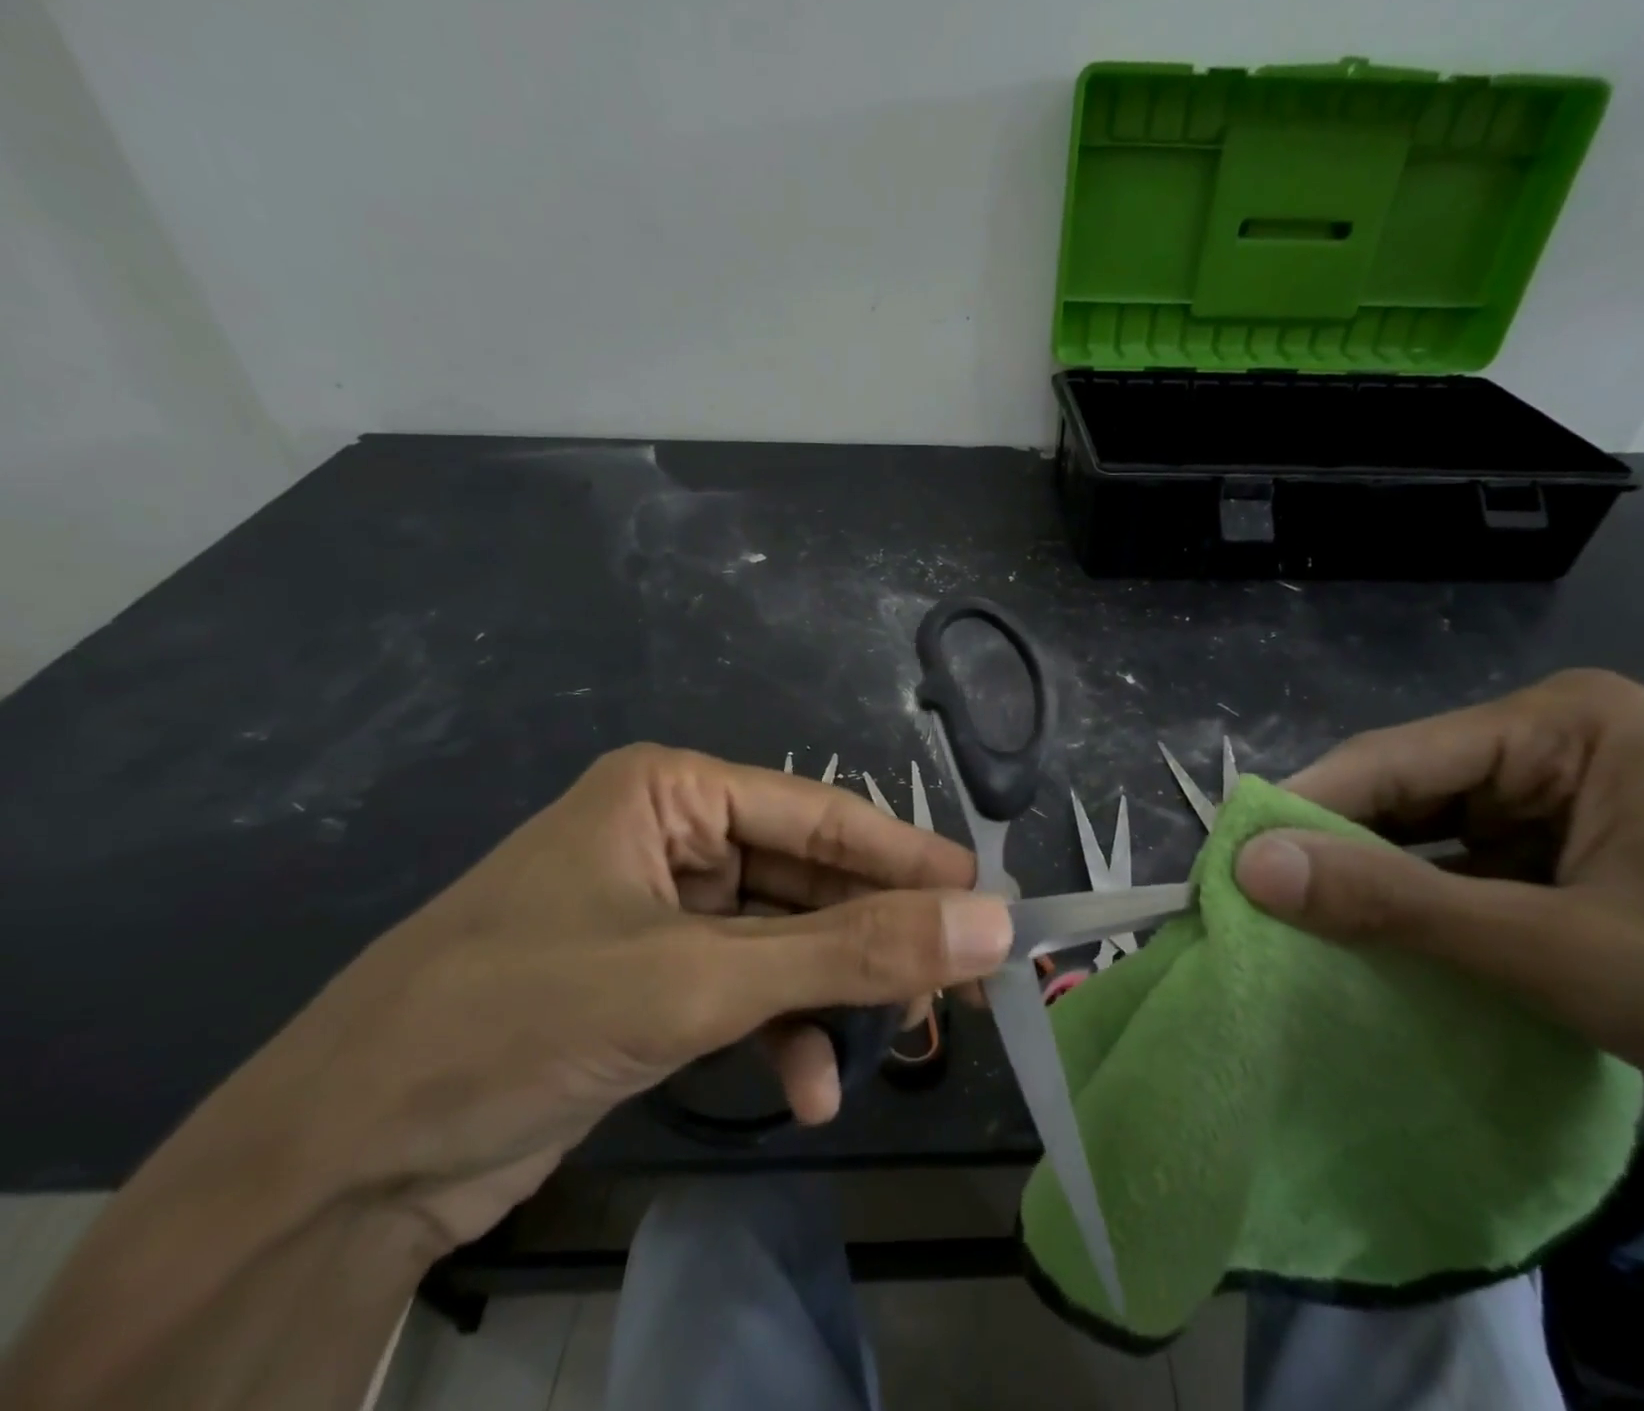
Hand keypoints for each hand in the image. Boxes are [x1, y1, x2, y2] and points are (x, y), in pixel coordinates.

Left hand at [197, 745, 1010, 1251]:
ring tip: (903, 1042)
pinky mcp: (652, 981)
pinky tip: (809, 1088)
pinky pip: (749, 990)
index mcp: (673, 793)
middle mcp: (673, 838)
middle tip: (964, 985)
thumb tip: (990, 925)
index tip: (989, 899)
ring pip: (787, 940)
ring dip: (837, 994)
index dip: (909, 859)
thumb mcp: (700, 983)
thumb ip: (852, 953)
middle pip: (810, 880)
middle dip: (878, 938)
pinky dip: (785, 1034)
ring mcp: (664, 912)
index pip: (821, 817)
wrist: (335, 1169)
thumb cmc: (516, 1021)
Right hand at [1232, 669, 1643, 1140]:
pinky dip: (1405, 900)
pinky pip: (1450, 864)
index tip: (1229, 866)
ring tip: (1288, 919)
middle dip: (1331, 848)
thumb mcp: (1557, 950)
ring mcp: (1551, 796)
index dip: (1304, 811)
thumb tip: (1250, 869)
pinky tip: (1361, 933)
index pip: (1393, 759)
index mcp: (1561, 724)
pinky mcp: (1552, 849)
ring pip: (1418, 829)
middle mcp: (1547, 743)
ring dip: (1362, 877)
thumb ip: (1395, 904)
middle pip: (1401, 790)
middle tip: (1252, 902)